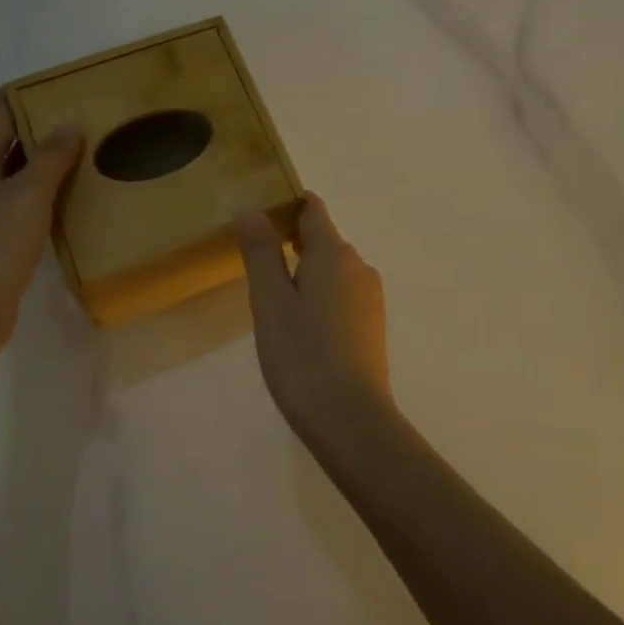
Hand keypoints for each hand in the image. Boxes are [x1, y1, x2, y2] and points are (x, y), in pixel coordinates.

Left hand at [0, 93, 83, 356]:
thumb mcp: (29, 195)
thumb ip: (51, 158)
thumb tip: (69, 123)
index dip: (28, 97)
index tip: (63, 90)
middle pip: (5, 145)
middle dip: (40, 132)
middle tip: (83, 126)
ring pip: (11, 177)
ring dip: (41, 167)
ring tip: (81, 161)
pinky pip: (14, 205)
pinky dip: (37, 197)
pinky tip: (62, 206)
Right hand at [236, 195, 391, 441]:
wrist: (351, 420)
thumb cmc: (302, 355)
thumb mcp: (270, 301)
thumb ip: (261, 251)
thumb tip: (251, 208)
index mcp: (334, 253)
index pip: (313, 209)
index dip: (287, 204)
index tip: (259, 215)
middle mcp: (359, 267)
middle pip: (324, 239)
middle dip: (292, 241)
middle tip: (256, 264)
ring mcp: (370, 298)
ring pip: (333, 269)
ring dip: (306, 272)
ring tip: (274, 300)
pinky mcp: (372, 325)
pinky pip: (342, 294)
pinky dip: (320, 296)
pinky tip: (301, 327)